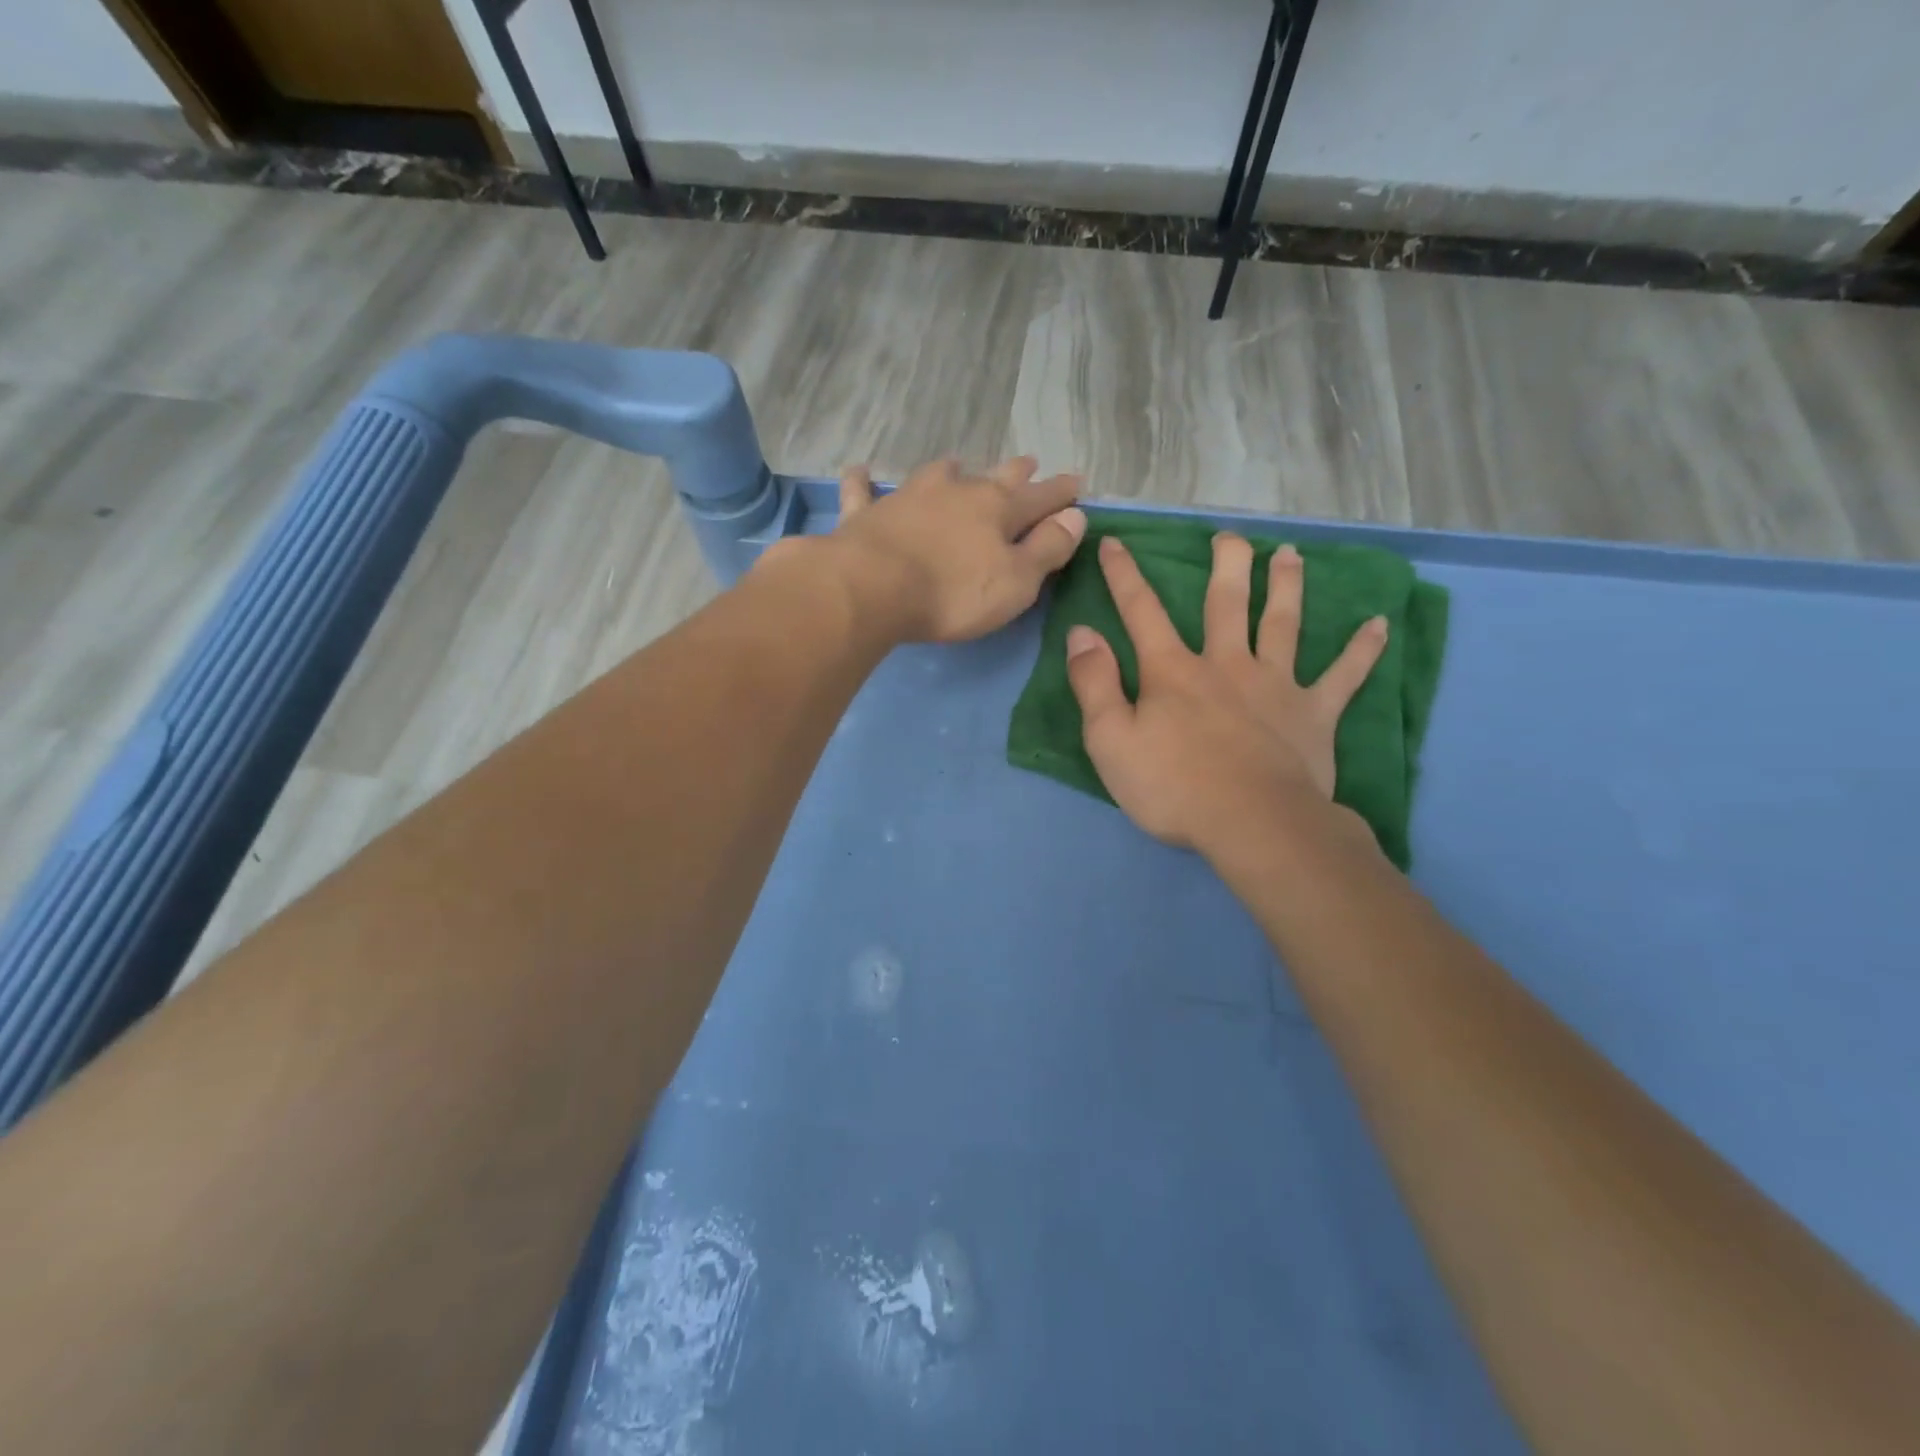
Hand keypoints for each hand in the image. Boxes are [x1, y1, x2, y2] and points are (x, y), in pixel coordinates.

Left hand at [827, 457, 1085, 642]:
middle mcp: (956, 492)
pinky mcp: (867, 514)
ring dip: (951, 470)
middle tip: (1028, 462)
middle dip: (1015, 472)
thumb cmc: (953, 593)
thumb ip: (1047, 549)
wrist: (873, 587)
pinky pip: (864, 491)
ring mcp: (909, 497)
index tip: (1077, 483)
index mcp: (997, 510)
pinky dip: (864, 482)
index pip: (1040, 498)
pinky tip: (860, 472)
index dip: (1061, 493)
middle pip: (993, 478)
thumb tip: (1075, 517)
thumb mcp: (1016, 581)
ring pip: (936, 475)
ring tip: (957, 463)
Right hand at [1065, 532, 1387, 856]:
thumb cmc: (1173, 786)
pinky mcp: (1314, 714)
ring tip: (1290, 555)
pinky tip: (1380, 624)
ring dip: (1286, 586)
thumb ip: (1094, 683)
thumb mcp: (1110, 740)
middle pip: (1226, 602)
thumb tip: (1082, 633)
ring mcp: (1275, 685)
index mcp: (1173, 671)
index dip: (1124, 576)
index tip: (1115, 543)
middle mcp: (1226, 664)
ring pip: (1283, 624)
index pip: (1141, 612)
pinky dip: (1362, 650)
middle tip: (1229, 536)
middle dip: (1225, 565)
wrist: (1252, 823)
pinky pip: (1344, 676)